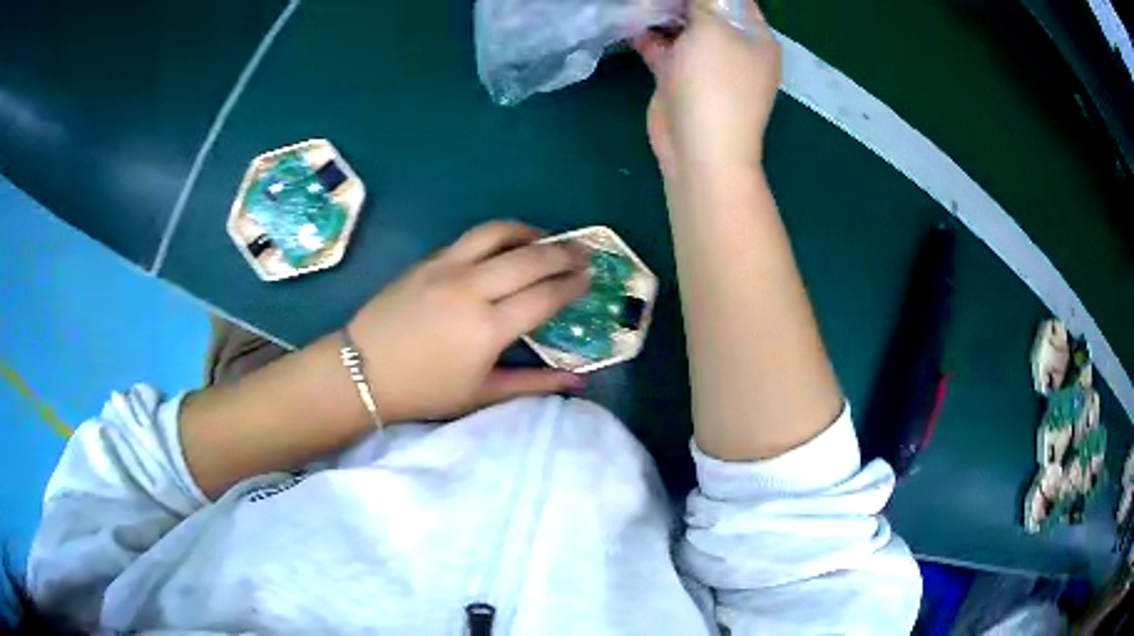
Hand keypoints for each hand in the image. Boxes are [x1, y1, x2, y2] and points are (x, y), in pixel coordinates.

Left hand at [348, 221, 589, 422]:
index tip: (590, 278)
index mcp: (488, 328)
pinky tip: (507, 245)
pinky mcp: (429, 260)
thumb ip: (534, 384)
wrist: (363, 370)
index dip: (573, 285)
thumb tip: (579, 382)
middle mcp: (472, 289)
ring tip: (547, 239)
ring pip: (499, 233)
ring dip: (530, 232)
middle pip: (531, 258)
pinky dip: (499, 236)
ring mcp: (447, 268)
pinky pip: (471, 238)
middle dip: (564, 253)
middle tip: (584, 253)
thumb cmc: (424, 390)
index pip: (545, 296)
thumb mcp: (481, 394)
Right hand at [633, 0, 780, 179]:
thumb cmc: (716, 83)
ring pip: (683, 28)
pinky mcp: (682, 79)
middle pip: (705, 10)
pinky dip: (649, 36)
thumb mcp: (713, 29)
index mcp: (755, 37)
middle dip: (678, 0)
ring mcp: (708, 64)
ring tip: (638, 4)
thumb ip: (704, 1)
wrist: (700, 149)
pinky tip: (631, 24)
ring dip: (660, 14)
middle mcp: (735, 48)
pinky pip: (665, 48)